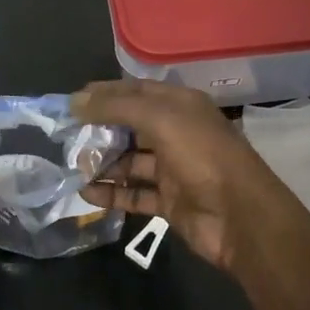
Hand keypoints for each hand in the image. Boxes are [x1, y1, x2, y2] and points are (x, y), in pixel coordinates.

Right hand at [71, 78, 298, 269]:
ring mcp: (173, 169)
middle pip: (130, 127)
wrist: (241, 217)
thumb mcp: (160, 120)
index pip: (135, 92)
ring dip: (102, 164)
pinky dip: (112, 194)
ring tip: (72, 168)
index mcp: (180, 106)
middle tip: (67, 139)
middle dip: (99, 131)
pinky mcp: (170, 201)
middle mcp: (176, 133)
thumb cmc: (202, 156)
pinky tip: (86, 194)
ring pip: (130, 162)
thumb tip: (75, 100)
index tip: (71, 102)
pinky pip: (134, 194)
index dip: (104, 94)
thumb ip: (116, 107)